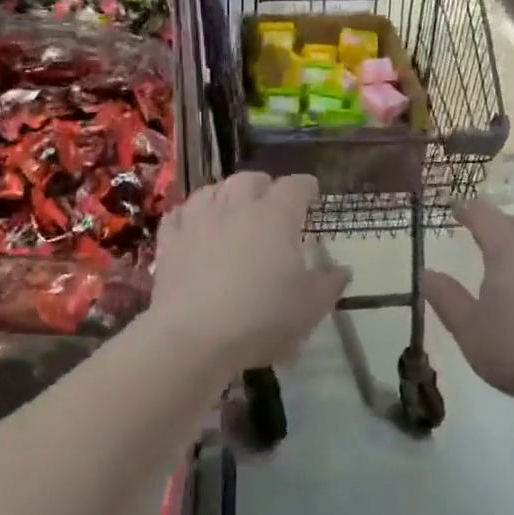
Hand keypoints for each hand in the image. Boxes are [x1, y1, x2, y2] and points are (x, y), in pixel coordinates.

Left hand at [150, 173, 349, 374]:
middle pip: (250, 179)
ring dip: (226, 194)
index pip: (295, 186)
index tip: (311, 193)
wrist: (194, 335)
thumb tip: (343, 269)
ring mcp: (199, 220)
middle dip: (264, 185)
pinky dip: (190, 214)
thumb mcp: (310, 307)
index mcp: (275, 216)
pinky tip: (194, 224)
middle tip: (271, 201)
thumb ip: (329, 284)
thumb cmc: (261, 317)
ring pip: (213, 189)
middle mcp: (237, 207)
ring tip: (233, 208)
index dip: (305, 187)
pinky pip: (179, 214)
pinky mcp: (170, 240)